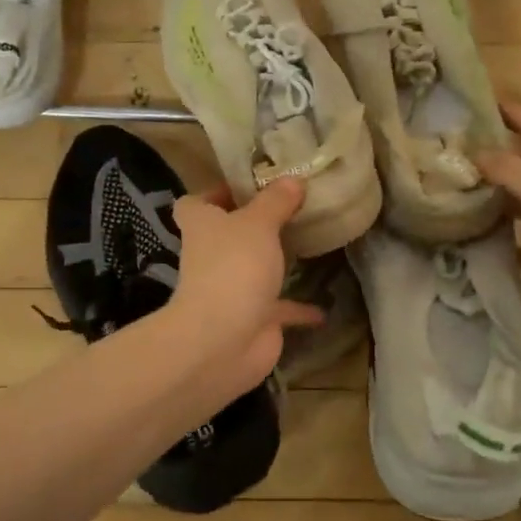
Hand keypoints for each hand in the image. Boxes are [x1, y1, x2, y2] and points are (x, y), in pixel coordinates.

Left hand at [166, 178, 323, 410]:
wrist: (223, 341)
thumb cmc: (234, 268)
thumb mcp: (258, 223)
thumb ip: (276, 201)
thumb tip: (292, 179)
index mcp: (202, 226)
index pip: (196, 203)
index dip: (216, 193)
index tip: (248, 185)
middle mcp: (211, 256)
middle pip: (227, 235)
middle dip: (254, 225)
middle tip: (291, 209)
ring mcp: (230, 289)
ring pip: (253, 270)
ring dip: (275, 263)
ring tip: (309, 245)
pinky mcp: (252, 319)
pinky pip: (279, 309)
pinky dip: (299, 309)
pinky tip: (324, 306)